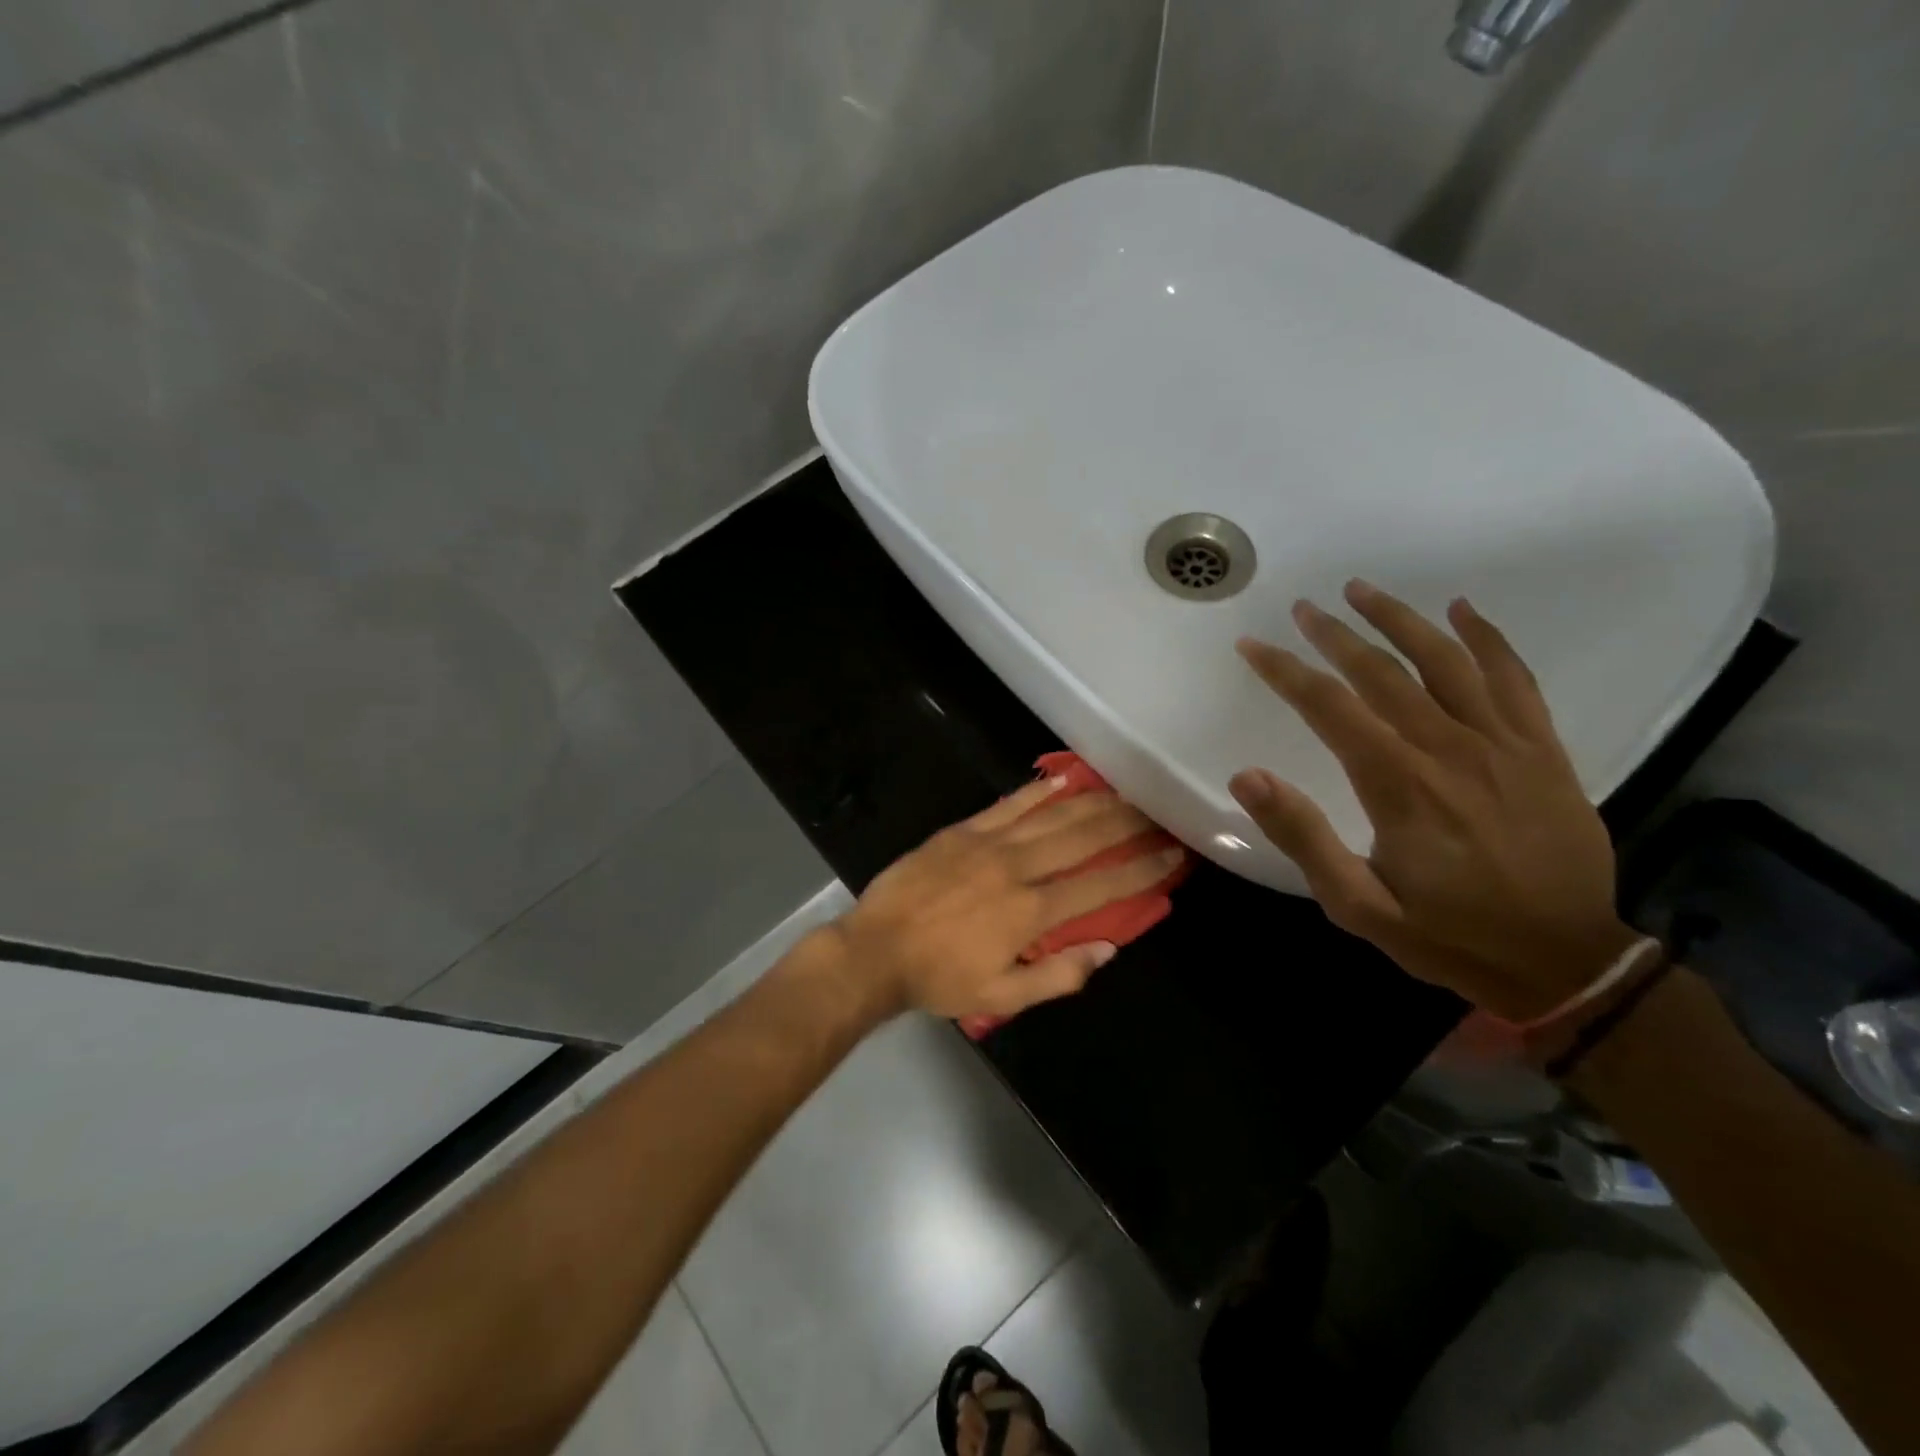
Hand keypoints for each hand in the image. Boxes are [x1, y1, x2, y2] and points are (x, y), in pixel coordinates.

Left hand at [823, 778, 1184, 1021]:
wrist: (875, 949)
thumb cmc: (939, 978)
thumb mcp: (1001, 995)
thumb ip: (1058, 976)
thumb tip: (1108, 949)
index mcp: (1030, 912)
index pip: (1100, 886)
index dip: (1141, 870)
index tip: (1172, 854)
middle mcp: (1017, 868)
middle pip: (1083, 839)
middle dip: (1126, 824)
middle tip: (1158, 810)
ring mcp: (988, 843)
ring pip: (1052, 816)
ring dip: (1093, 802)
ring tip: (1126, 791)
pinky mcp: (962, 830)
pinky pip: (1009, 804)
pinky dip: (1039, 790)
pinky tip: (1064, 779)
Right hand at [1230, 581, 1635, 1020]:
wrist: (1565, 963)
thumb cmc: (1449, 935)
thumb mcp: (1358, 906)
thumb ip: (1303, 837)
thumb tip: (1247, 775)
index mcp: (1399, 785)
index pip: (1329, 707)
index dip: (1285, 671)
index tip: (1252, 646)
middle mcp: (1449, 749)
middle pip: (1383, 672)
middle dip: (1335, 635)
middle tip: (1304, 608)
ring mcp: (1503, 744)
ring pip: (1446, 661)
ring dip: (1400, 620)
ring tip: (1363, 590)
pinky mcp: (1542, 750)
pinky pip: (1514, 678)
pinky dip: (1487, 638)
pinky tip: (1461, 610)